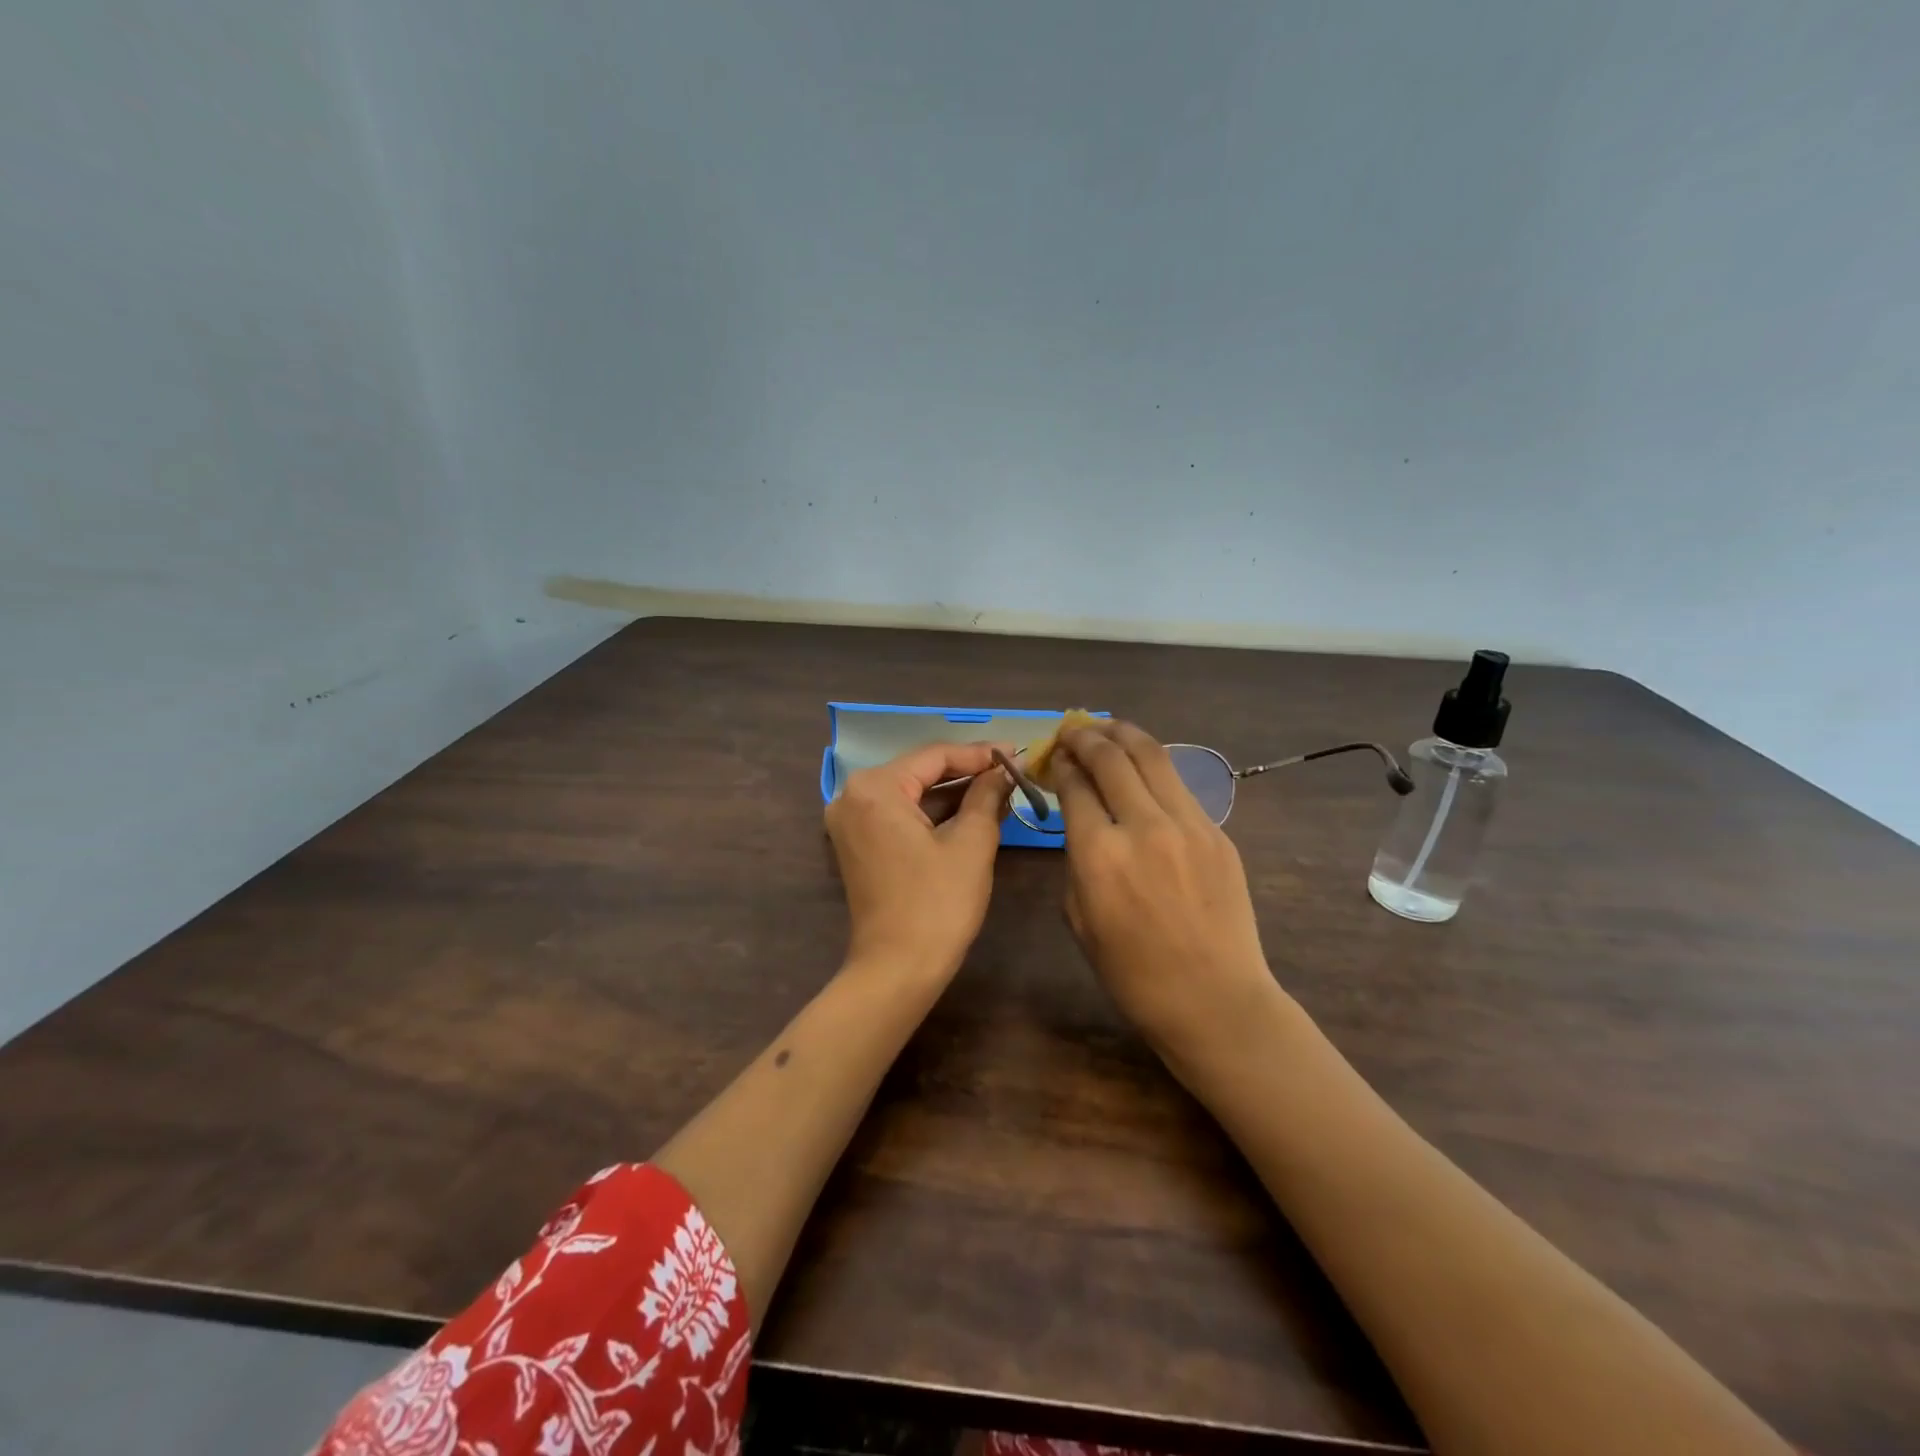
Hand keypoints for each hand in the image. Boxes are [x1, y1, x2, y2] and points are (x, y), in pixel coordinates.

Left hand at [825, 743, 1012, 979]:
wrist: (897, 969)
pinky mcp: (858, 845)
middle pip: (920, 772)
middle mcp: (853, 796)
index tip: (1017, 752)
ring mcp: (851, 822)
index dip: (979, 753)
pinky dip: (933, 814)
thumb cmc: (938, 903)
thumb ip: (987, 794)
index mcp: (875, 788)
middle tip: (1011, 769)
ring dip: (953, 794)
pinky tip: (971, 811)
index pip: (935, 756)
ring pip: (911, 794)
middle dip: (967, 772)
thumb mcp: (971, 843)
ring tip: (999, 789)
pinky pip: (900, 815)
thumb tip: (1007, 767)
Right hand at [1054, 721, 1281, 1059]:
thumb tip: (1079, 819)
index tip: (1055, 757)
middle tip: (1073, 731)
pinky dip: (1154, 766)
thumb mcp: (1079, 918)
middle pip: (1111, 757)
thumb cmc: (1133, 973)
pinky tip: (1143, 766)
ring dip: (1123, 734)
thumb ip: (1075, 859)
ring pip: (1151, 756)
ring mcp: (1187, 825)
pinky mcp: (1217, 832)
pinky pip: (1178, 785)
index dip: (1061, 764)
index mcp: (1099, 855)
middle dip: (1086, 737)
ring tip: (1106, 727)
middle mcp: (1143, 827)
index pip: (1075, 786)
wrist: (1214, 998)